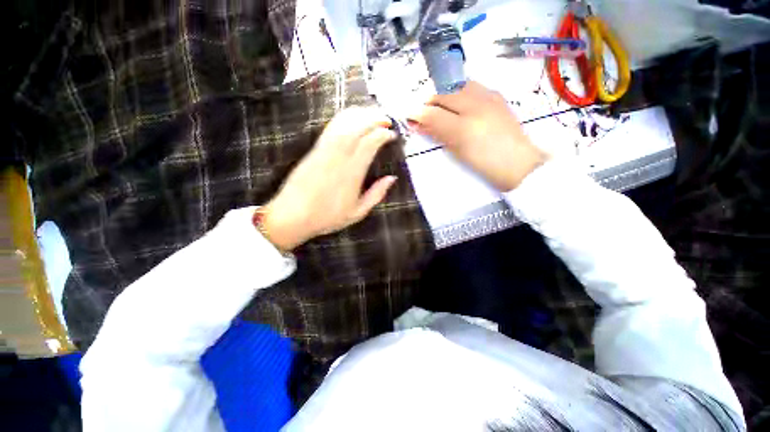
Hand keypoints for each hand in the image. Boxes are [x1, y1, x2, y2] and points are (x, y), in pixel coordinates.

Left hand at [261, 107, 397, 250]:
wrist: (292, 216)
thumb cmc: (327, 217)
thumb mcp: (358, 213)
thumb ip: (376, 194)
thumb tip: (392, 178)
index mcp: (352, 174)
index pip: (370, 144)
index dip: (383, 134)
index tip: (392, 134)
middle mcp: (339, 158)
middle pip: (358, 128)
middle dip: (374, 119)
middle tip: (386, 118)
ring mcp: (324, 152)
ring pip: (344, 124)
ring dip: (360, 115)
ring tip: (372, 113)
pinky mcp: (314, 150)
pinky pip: (330, 128)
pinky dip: (343, 119)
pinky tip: (351, 117)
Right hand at [407, 81, 546, 191]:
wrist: (518, 164)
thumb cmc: (485, 162)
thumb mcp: (457, 150)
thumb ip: (437, 132)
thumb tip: (418, 122)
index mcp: (464, 124)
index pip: (433, 112)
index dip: (418, 112)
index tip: (408, 115)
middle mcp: (476, 104)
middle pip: (444, 94)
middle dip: (429, 102)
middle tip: (422, 113)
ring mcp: (489, 97)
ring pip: (458, 87)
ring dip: (444, 95)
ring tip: (440, 108)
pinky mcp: (497, 97)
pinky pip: (472, 87)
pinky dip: (460, 93)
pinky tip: (459, 105)